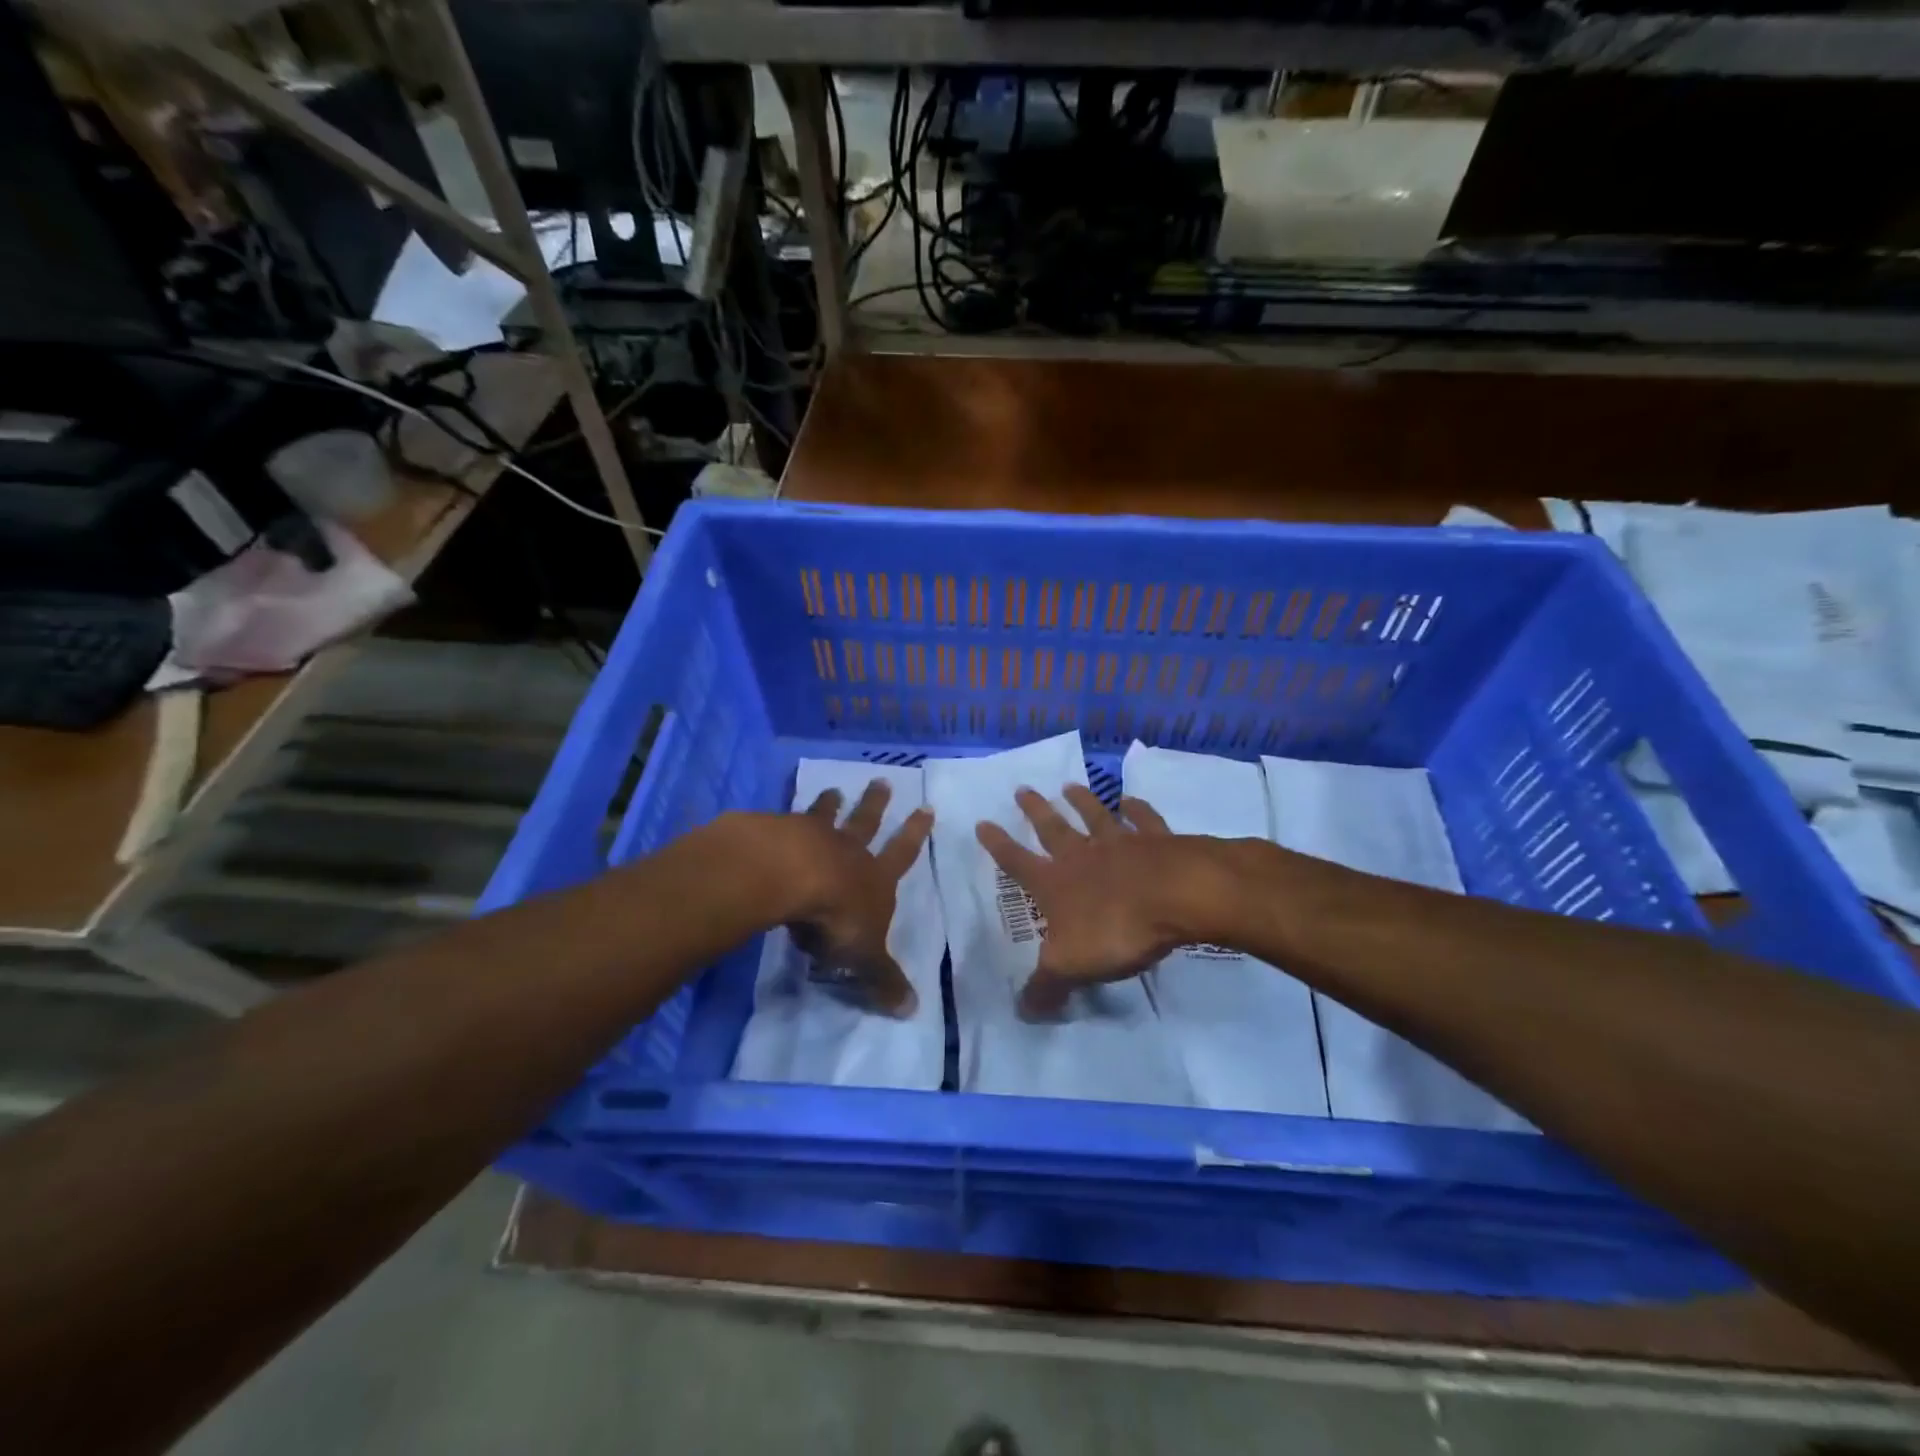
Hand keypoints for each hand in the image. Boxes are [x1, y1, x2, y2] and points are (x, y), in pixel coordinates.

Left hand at [786, 779, 932, 1017]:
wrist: (789, 877)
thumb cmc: (835, 917)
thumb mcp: (864, 957)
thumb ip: (883, 980)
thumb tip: (912, 1011)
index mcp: (874, 877)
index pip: (901, 854)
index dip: (915, 834)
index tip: (926, 808)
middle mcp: (847, 851)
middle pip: (866, 822)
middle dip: (876, 804)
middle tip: (881, 782)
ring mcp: (811, 837)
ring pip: (825, 816)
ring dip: (831, 804)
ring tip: (833, 790)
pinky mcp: (776, 833)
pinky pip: (783, 822)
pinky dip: (783, 819)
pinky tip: (773, 818)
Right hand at [976, 785, 1194, 1017]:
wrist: (1180, 896)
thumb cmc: (1119, 930)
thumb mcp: (1072, 967)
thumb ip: (1046, 987)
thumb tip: (1021, 1011)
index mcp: (1056, 884)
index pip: (1017, 862)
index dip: (998, 845)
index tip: (982, 822)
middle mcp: (1083, 856)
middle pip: (1053, 828)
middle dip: (1035, 810)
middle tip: (1022, 790)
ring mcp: (1121, 843)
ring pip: (1095, 816)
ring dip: (1081, 801)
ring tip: (1070, 786)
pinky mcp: (1158, 840)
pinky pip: (1143, 819)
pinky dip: (1136, 808)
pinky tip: (1131, 800)